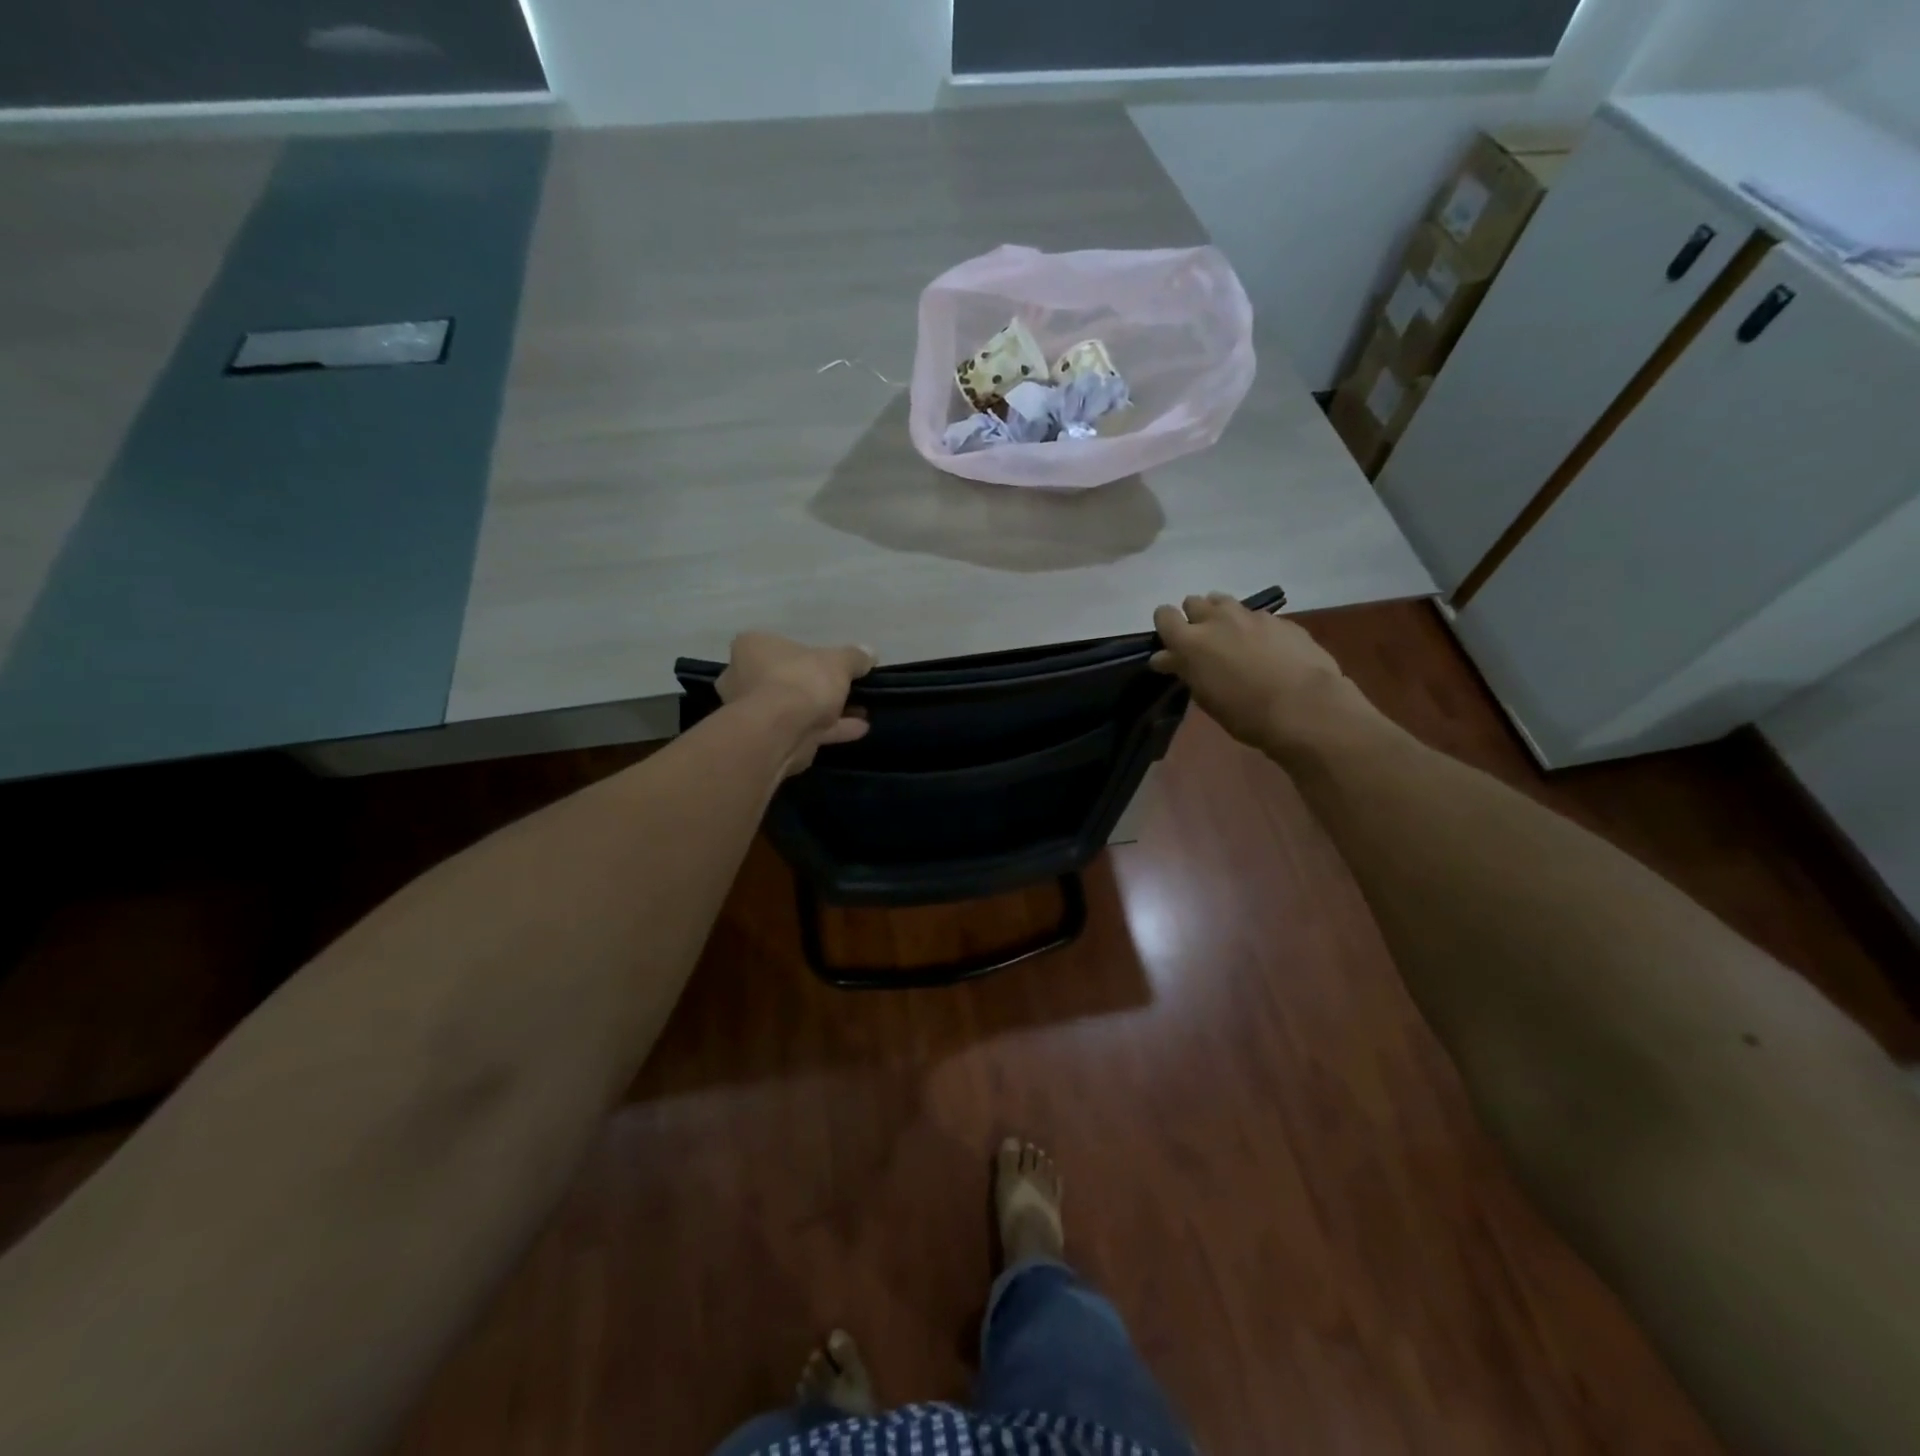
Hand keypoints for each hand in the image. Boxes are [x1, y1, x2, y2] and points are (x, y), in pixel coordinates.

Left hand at [718, 632, 875, 775]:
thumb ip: (854, 657)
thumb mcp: (838, 662)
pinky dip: (830, 729)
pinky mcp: (767, 739)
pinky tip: (859, 729)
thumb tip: (869, 653)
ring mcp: (754, 711)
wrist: (779, 731)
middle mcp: (744, 676)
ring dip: (829, 711)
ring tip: (861, 713)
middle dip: (820, 687)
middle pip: (789, 678)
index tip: (835, 665)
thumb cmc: (801, 681)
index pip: (780, 645)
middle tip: (849, 690)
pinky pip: (803, 729)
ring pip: (797, 707)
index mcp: (753, 647)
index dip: (810, 655)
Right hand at [1149, 593, 1372, 752]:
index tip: (1172, 644)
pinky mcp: (1280, 620)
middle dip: (1194, 618)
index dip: (1166, 626)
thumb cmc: (1245, 713)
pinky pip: (1256, 616)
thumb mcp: (1206, 696)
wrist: (1305, 707)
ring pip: (1224, 602)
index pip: (1164, 615)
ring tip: (1232, 639)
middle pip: (1194, 602)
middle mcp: (1217, 619)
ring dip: (1221, 616)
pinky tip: (1266, 649)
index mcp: (1191, 641)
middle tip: (1204, 643)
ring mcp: (1251, 616)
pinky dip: (1253, 628)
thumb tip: (1166, 657)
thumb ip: (1185, 670)